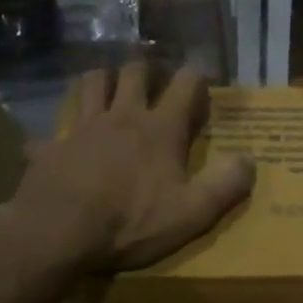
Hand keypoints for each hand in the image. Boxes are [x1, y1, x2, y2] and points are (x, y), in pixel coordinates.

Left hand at [11, 63, 255, 269]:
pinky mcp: (52, 147)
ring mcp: (83, 128)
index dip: (197, 77)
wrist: (59, 231)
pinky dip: (57, 136)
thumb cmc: (131, 221)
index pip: (185, 84)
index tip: (202, 80)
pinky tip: (57, 145)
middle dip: (145, 70)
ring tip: (107, 88)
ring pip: (90, 84)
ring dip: (101, 80)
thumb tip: (251, 160)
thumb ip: (225, 185)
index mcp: (160, 128)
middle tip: (151, 82)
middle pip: (134, 73)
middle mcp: (122, 116)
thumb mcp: (191, 213)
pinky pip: (51, 133)